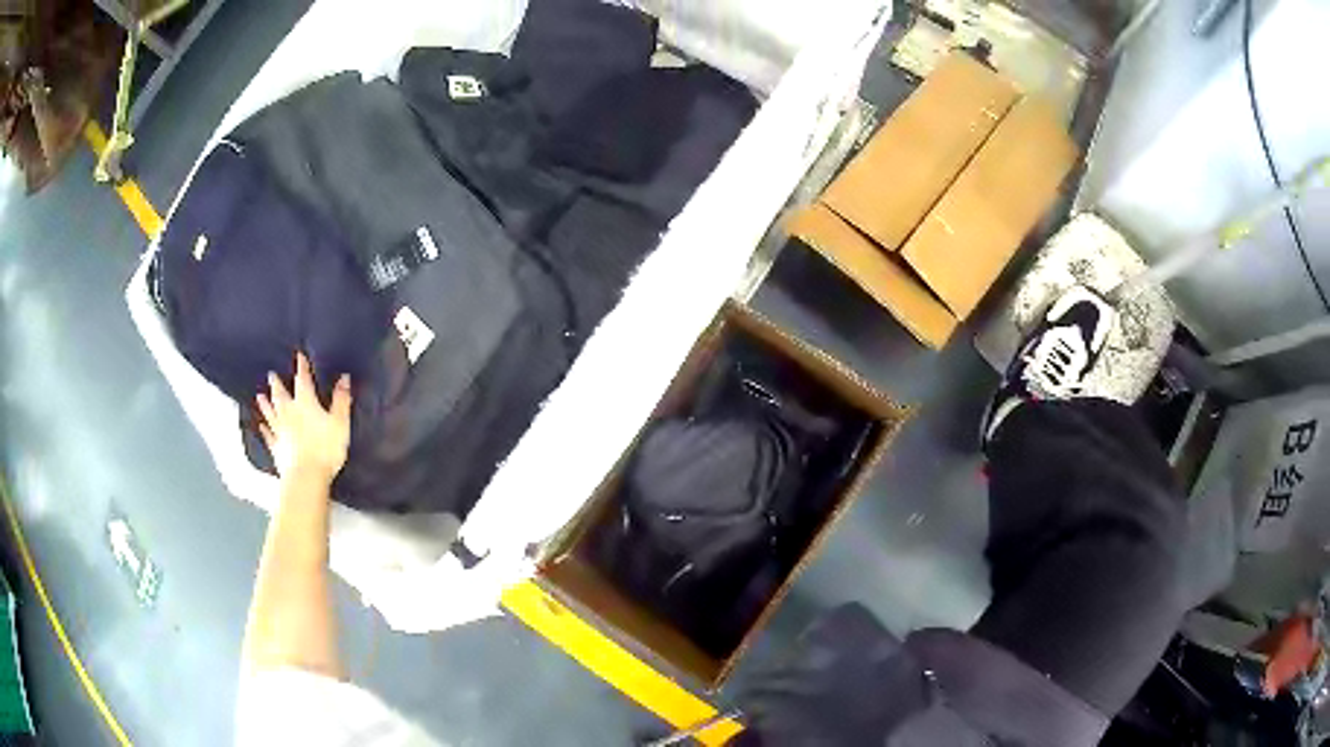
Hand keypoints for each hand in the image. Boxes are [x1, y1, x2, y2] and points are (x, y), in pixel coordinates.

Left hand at [255, 351, 352, 484]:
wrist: (306, 475)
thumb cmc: (325, 448)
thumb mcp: (340, 422)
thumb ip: (341, 400)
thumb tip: (343, 377)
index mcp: (305, 403)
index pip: (303, 380)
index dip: (302, 367)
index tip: (299, 355)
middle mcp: (289, 412)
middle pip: (281, 394)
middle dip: (277, 383)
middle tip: (271, 374)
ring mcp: (280, 430)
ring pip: (270, 412)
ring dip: (265, 403)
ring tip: (259, 395)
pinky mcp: (276, 448)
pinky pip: (268, 436)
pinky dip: (264, 430)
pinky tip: (260, 426)